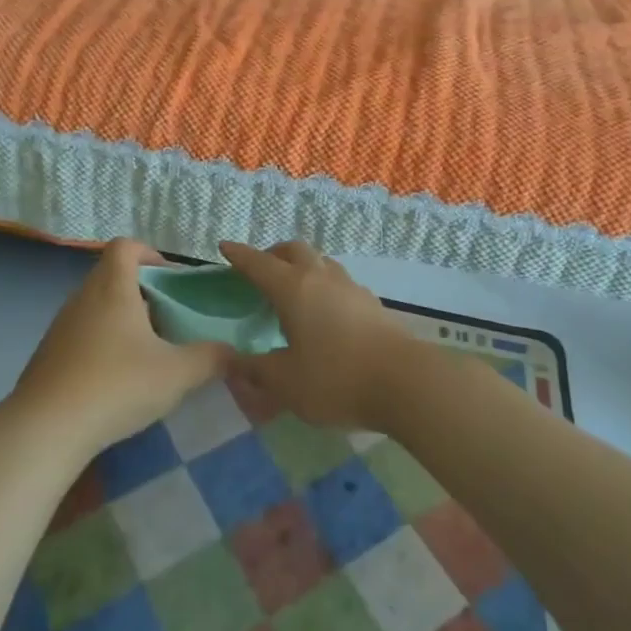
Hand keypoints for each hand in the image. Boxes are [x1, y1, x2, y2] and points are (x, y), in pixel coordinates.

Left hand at [13, 240, 230, 458]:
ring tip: (146, 353)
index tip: (171, 280)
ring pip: (96, 307)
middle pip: (112, 276)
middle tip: (167, 321)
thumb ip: (211, 359)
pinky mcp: (48, 354)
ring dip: (122, 320)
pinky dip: (101, 344)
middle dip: (143, 293)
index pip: (126, 246)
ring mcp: (61, 326)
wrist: (46, 428)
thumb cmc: (116, 385)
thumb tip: (235, 353)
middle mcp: (83, 298)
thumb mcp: (177, 374)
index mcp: (112, 288)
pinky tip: (115, 380)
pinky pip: (81, 334)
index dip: (150, 254)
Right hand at [219, 240, 409, 431]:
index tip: (225, 247)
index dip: (239, 256)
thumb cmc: (335, 379)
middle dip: (273, 254)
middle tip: (260, 270)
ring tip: (292, 290)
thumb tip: (233, 362)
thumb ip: (255, 370)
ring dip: (302, 266)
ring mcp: (350, 287)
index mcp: (293, 288)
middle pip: (294, 250)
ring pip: (320, 262)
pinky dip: (322, 285)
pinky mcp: (371, 303)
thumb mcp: (285, 382)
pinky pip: (338, 282)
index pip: (259, 264)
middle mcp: (321, 278)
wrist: (405, 383)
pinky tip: (323, 312)